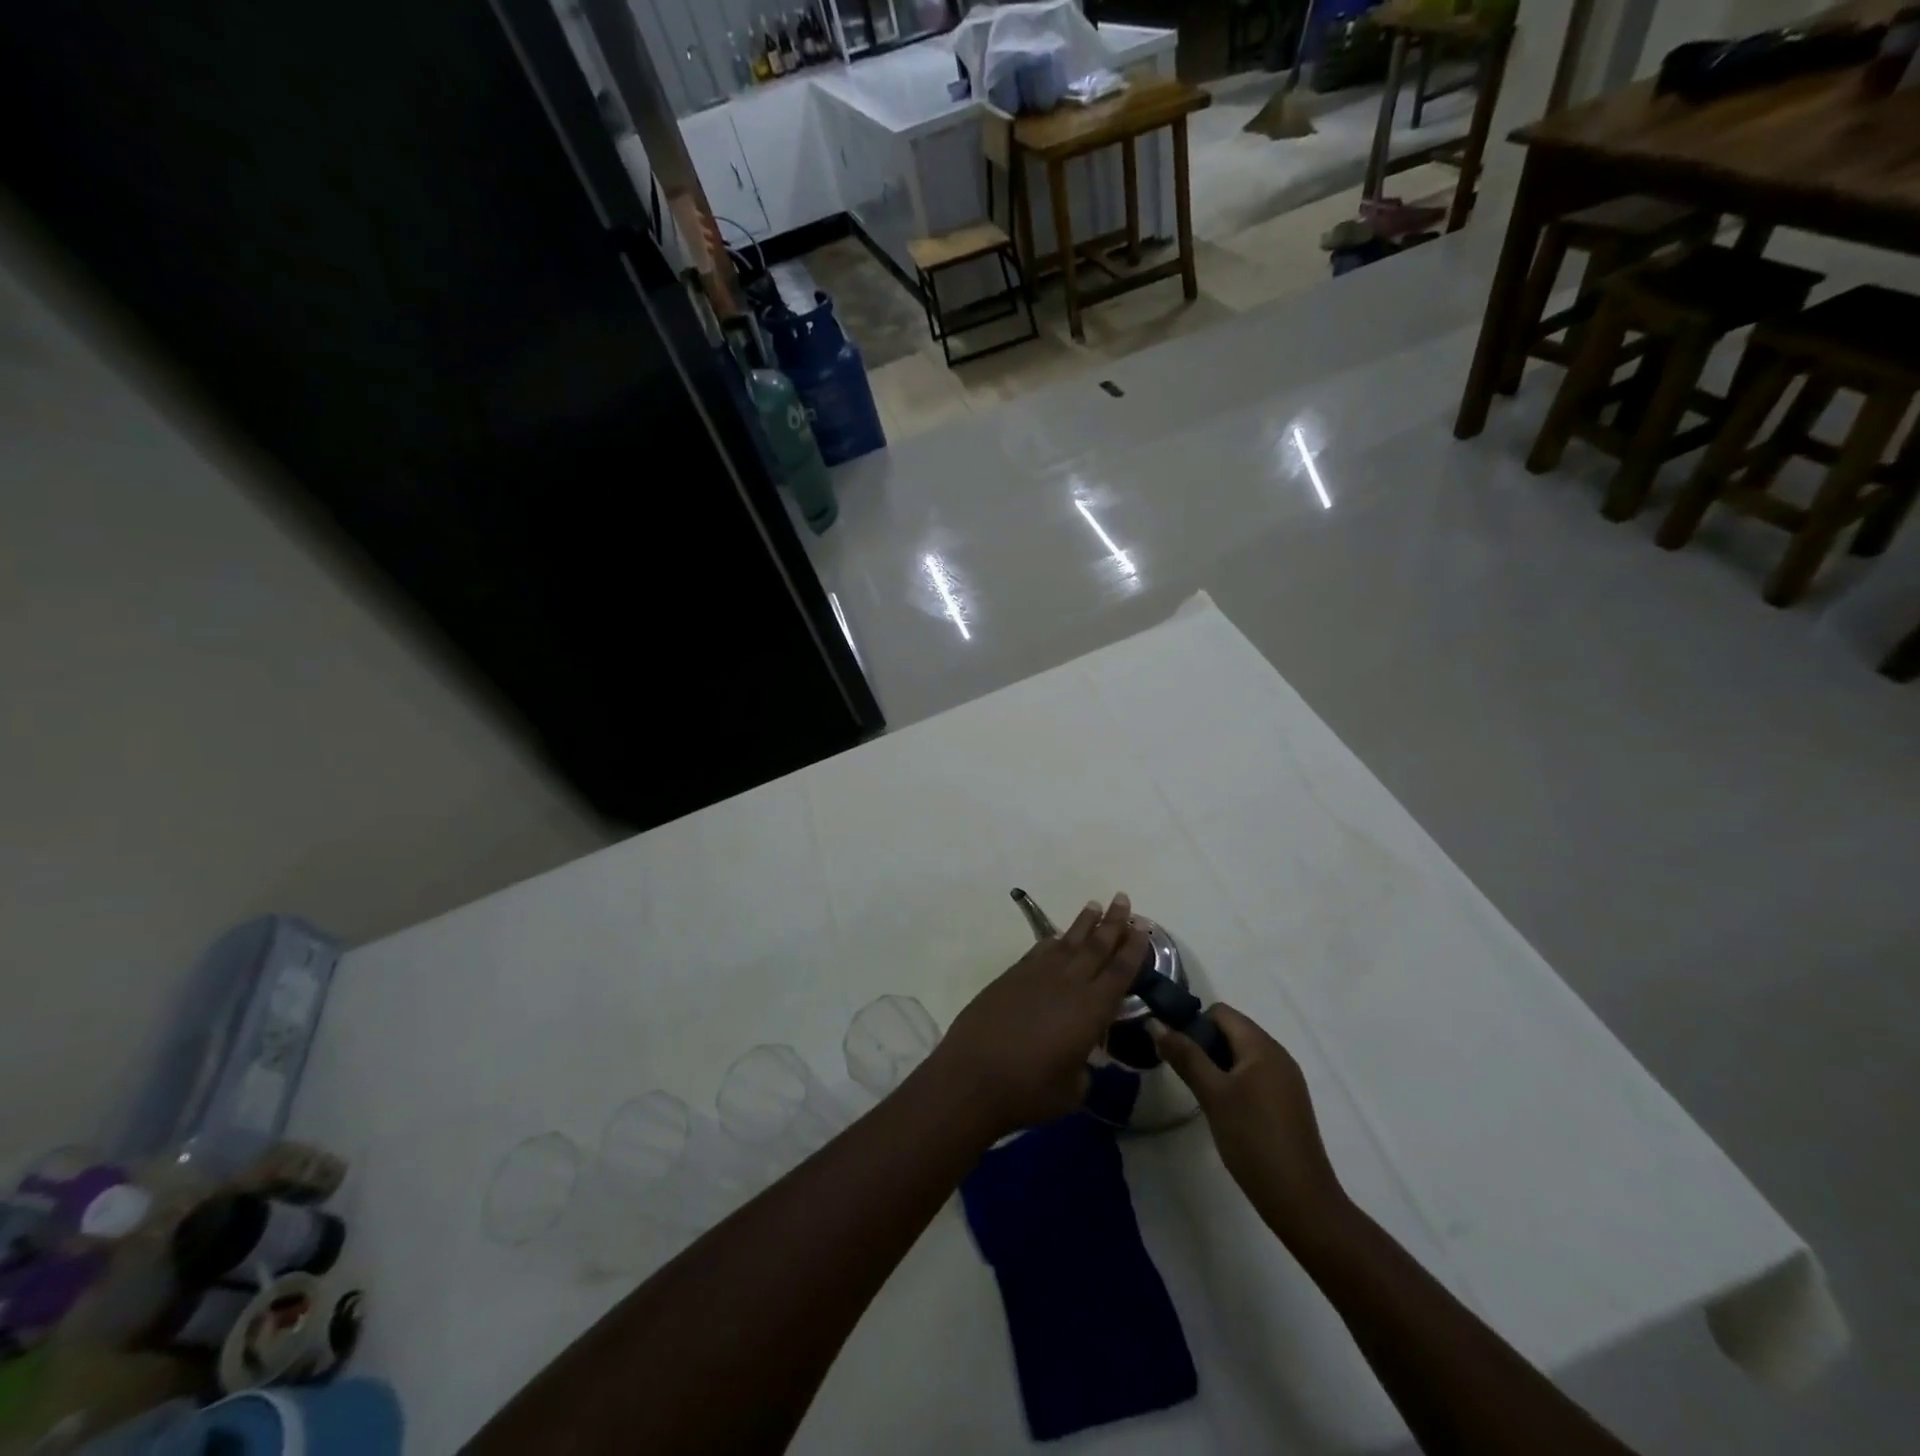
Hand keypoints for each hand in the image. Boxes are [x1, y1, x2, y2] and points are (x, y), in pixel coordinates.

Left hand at [925, 893, 1150, 1139]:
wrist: (973, 1077)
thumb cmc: (1029, 1090)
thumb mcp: (1072, 1090)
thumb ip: (1084, 1069)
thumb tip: (1080, 1059)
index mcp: (1091, 1010)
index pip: (1120, 971)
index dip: (1133, 948)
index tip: (1143, 927)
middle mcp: (1068, 984)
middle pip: (1096, 946)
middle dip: (1113, 922)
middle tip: (1123, 899)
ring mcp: (1037, 976)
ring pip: (1067, 942)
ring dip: (1084, 923)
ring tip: (1096, 905)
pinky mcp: (1012, 977)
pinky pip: (1040, 950)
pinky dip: (1052, 940)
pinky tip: (1058, 936)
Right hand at [1152, 1004, 1352, 1249]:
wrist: (1300, 1200)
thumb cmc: (1253, 1139)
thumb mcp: (1212, 1094)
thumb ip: (1184, 1056)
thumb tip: (1155, 1024)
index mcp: (1262, 1046)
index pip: (1220, 1012)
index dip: (1193, 1024)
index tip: (1175, 1053)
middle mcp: (1278, 1055)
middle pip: (1231, 1031)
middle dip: (1203, 1045)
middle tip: (1183, 1075)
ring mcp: (1285, 1080)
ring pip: (1241, 1055)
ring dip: (1216, 1065)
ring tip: (1199, 1093)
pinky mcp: (1287, 1103)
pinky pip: (1253, 1075)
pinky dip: (1233, 1082)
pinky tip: (1222, 1109)